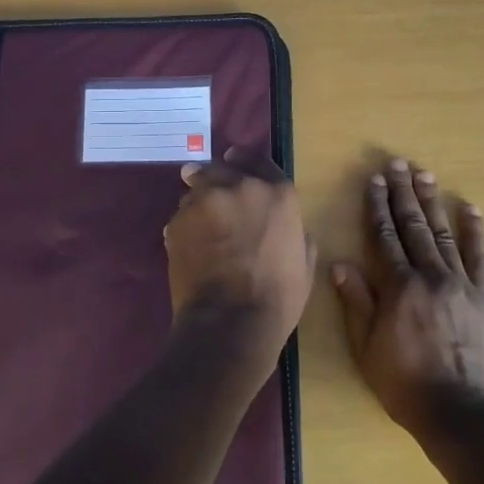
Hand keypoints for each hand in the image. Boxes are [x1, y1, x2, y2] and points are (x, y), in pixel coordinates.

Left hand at [165, 149, 315, 366]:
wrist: (230, 321)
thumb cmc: (277, 298)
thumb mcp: (304, 264)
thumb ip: (296, 234)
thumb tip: (291, 229)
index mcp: (277, 193)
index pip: (259, 161)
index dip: (246, 162)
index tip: (235, 163)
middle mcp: (240, 186)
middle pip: (222, 168)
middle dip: (217, 179)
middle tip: (215, 196)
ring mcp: (205, 200)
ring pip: (197, 188)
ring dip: (200, 201)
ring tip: (201, 225)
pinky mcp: (178, 219)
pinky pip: (181, 214)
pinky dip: (185, 225)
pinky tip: (190, 246)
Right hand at [333, 158, 483, 441]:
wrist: (464, 415)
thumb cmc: (406, 385)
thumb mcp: (368, 349)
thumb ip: (357, 303)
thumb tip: (341, 264)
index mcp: (398, 287)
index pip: (384, 236)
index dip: (377, 206)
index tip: (374, 180)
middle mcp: (430, 276)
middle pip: (414, 226)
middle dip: (404, 193)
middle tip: (399, 164)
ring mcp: (461, 284)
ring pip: (443, 234)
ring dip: (433, 203)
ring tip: (425, 175)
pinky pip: (479, 258)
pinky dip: (475, 232)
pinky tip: (471, 209)